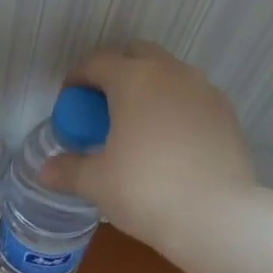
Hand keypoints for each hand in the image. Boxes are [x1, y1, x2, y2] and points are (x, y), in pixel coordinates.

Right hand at [43, 42, 256, 249]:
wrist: (216, 217)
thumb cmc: (145, 190)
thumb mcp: (96, 182)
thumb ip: (68, 169)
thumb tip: (45, 170)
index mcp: (134, 79)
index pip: (96, 62)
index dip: (77, 79)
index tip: (68, 101)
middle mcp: (171, 74)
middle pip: (137, 55)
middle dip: (116, 72)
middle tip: (102, 108)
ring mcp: (204, 91)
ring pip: (169, 74)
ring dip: (149, 88)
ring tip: (136, 125)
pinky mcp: (227, 114)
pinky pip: (192, 98)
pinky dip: (175, 108)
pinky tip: (168, 142)